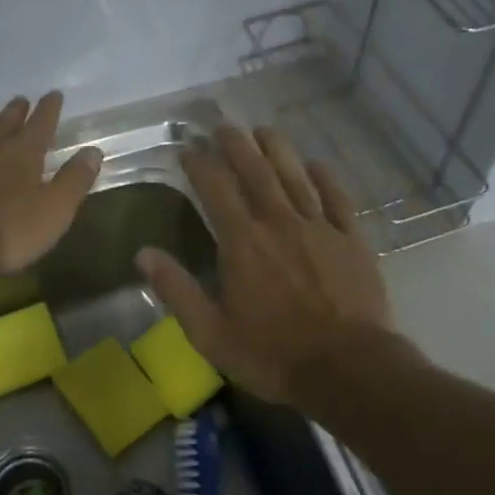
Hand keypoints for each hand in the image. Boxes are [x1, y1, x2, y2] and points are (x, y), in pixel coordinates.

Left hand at [0, 92, 103, 276]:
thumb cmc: (5, 231)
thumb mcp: (53, 212)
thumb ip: (73, 181)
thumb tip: (93, 151)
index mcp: (23, 155)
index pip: (41, 124)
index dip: (49, 110)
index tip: (53, 94)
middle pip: (5, 123)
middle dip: (15, 113)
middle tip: (20, 101)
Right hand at [136, 125, 393, 406]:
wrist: (348, 369)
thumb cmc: (272, 354)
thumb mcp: (211, 333)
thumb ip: (177, 290)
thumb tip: (142, 253)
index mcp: (242, 243)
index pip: (215, 189)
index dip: (200, 163)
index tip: (187, 148)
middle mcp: (279, 223)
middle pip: (255, 171)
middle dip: (236, 144)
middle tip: (223, 125)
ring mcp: (319, 228)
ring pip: (295, 176)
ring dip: (277, 149)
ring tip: (263, 129)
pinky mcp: (352, 240)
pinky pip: (337, 198)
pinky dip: (326, 178)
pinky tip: (317, 164)